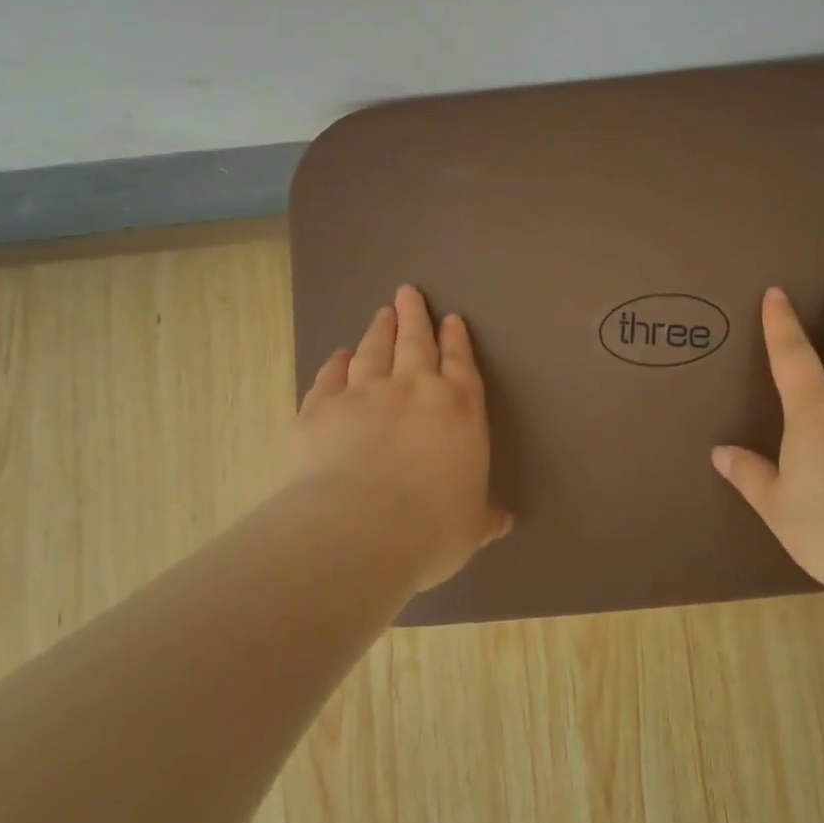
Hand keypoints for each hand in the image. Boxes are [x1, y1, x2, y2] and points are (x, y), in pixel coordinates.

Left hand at [285, 284, 511, 591]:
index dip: (457, 341)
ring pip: (374, 351)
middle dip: (416, 318)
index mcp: (459, 410)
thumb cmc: (433, 527)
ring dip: (379, 330)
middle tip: (409, 293)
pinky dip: (335, 364)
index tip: (451, 319)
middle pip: (416, 343)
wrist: (361, 529)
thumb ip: (485, 517)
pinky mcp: (321, 409)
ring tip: (382, 312)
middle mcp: (414, 390)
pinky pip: (330, 378)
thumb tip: (502, 521)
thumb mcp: (471, 527)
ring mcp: (364, 394)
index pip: (461, 364)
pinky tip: (339, 355)